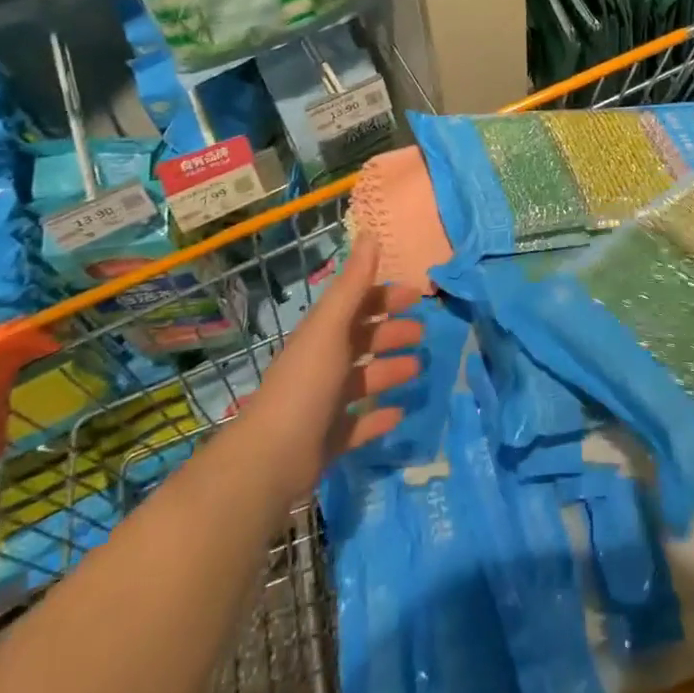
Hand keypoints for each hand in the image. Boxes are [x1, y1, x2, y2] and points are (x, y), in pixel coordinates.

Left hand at [248, 241, 422, 490]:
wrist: (270, 459)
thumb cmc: (306, 383)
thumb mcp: (331, 327)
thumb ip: (353, 284)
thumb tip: (370, 233)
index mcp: (322, 335)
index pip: (356, 306)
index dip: (385, 297)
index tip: (417, 296)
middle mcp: (322, 364)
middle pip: (362, 341)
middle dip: (391, 333)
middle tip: (422, 334)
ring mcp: (324, 404)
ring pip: (364, 380)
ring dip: (390, 370)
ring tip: (418, 369)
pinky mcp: (328, 440)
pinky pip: (359, 424)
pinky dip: (378, 417)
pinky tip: (400, 413)